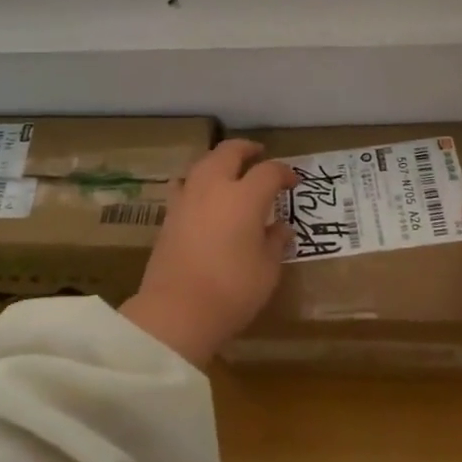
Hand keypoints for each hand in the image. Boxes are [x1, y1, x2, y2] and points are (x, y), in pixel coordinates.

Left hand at [121, 141, 296, 365]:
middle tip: (259, 155)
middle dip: (247, 149)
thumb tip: (281, 227)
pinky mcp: (169, 215)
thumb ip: (275, 242)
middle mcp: (214, 187)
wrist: (176, 311)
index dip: (284, 173)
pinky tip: (202, 195)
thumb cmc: (232, 291)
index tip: (293, 182)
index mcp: (245, 197)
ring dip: (219, 160)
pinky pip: (185, 184)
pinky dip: (197, 181)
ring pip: (203, 163)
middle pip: (229, 152)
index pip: (269, 171)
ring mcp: (187, 199)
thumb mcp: (267, 270)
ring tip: (230, 170)